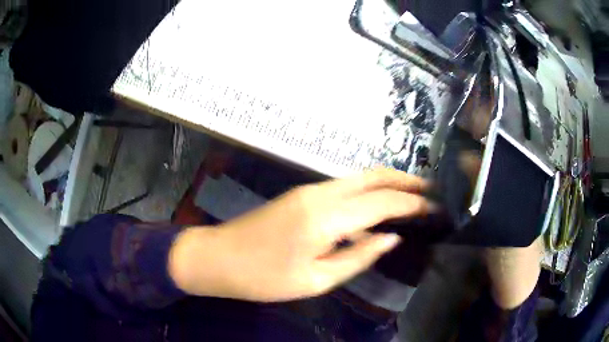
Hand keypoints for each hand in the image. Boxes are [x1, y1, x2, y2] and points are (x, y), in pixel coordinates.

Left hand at [169, 169, 433, 301]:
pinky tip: (379, 203)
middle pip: (372, 176)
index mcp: (326, 217)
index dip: (412, 203)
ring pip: (359, 177)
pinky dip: (368, 189)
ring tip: (412, 193)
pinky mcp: (301, 194)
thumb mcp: (316, 279)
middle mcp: (320, 193)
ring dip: (387, 181)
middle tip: (429, 189)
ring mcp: (308, 190)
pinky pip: (345, 186)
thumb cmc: (265, 277)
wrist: (219, 258)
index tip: (434, 206)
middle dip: (405, 179)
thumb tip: (390, 237)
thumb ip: (358, 256)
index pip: (382, 202)